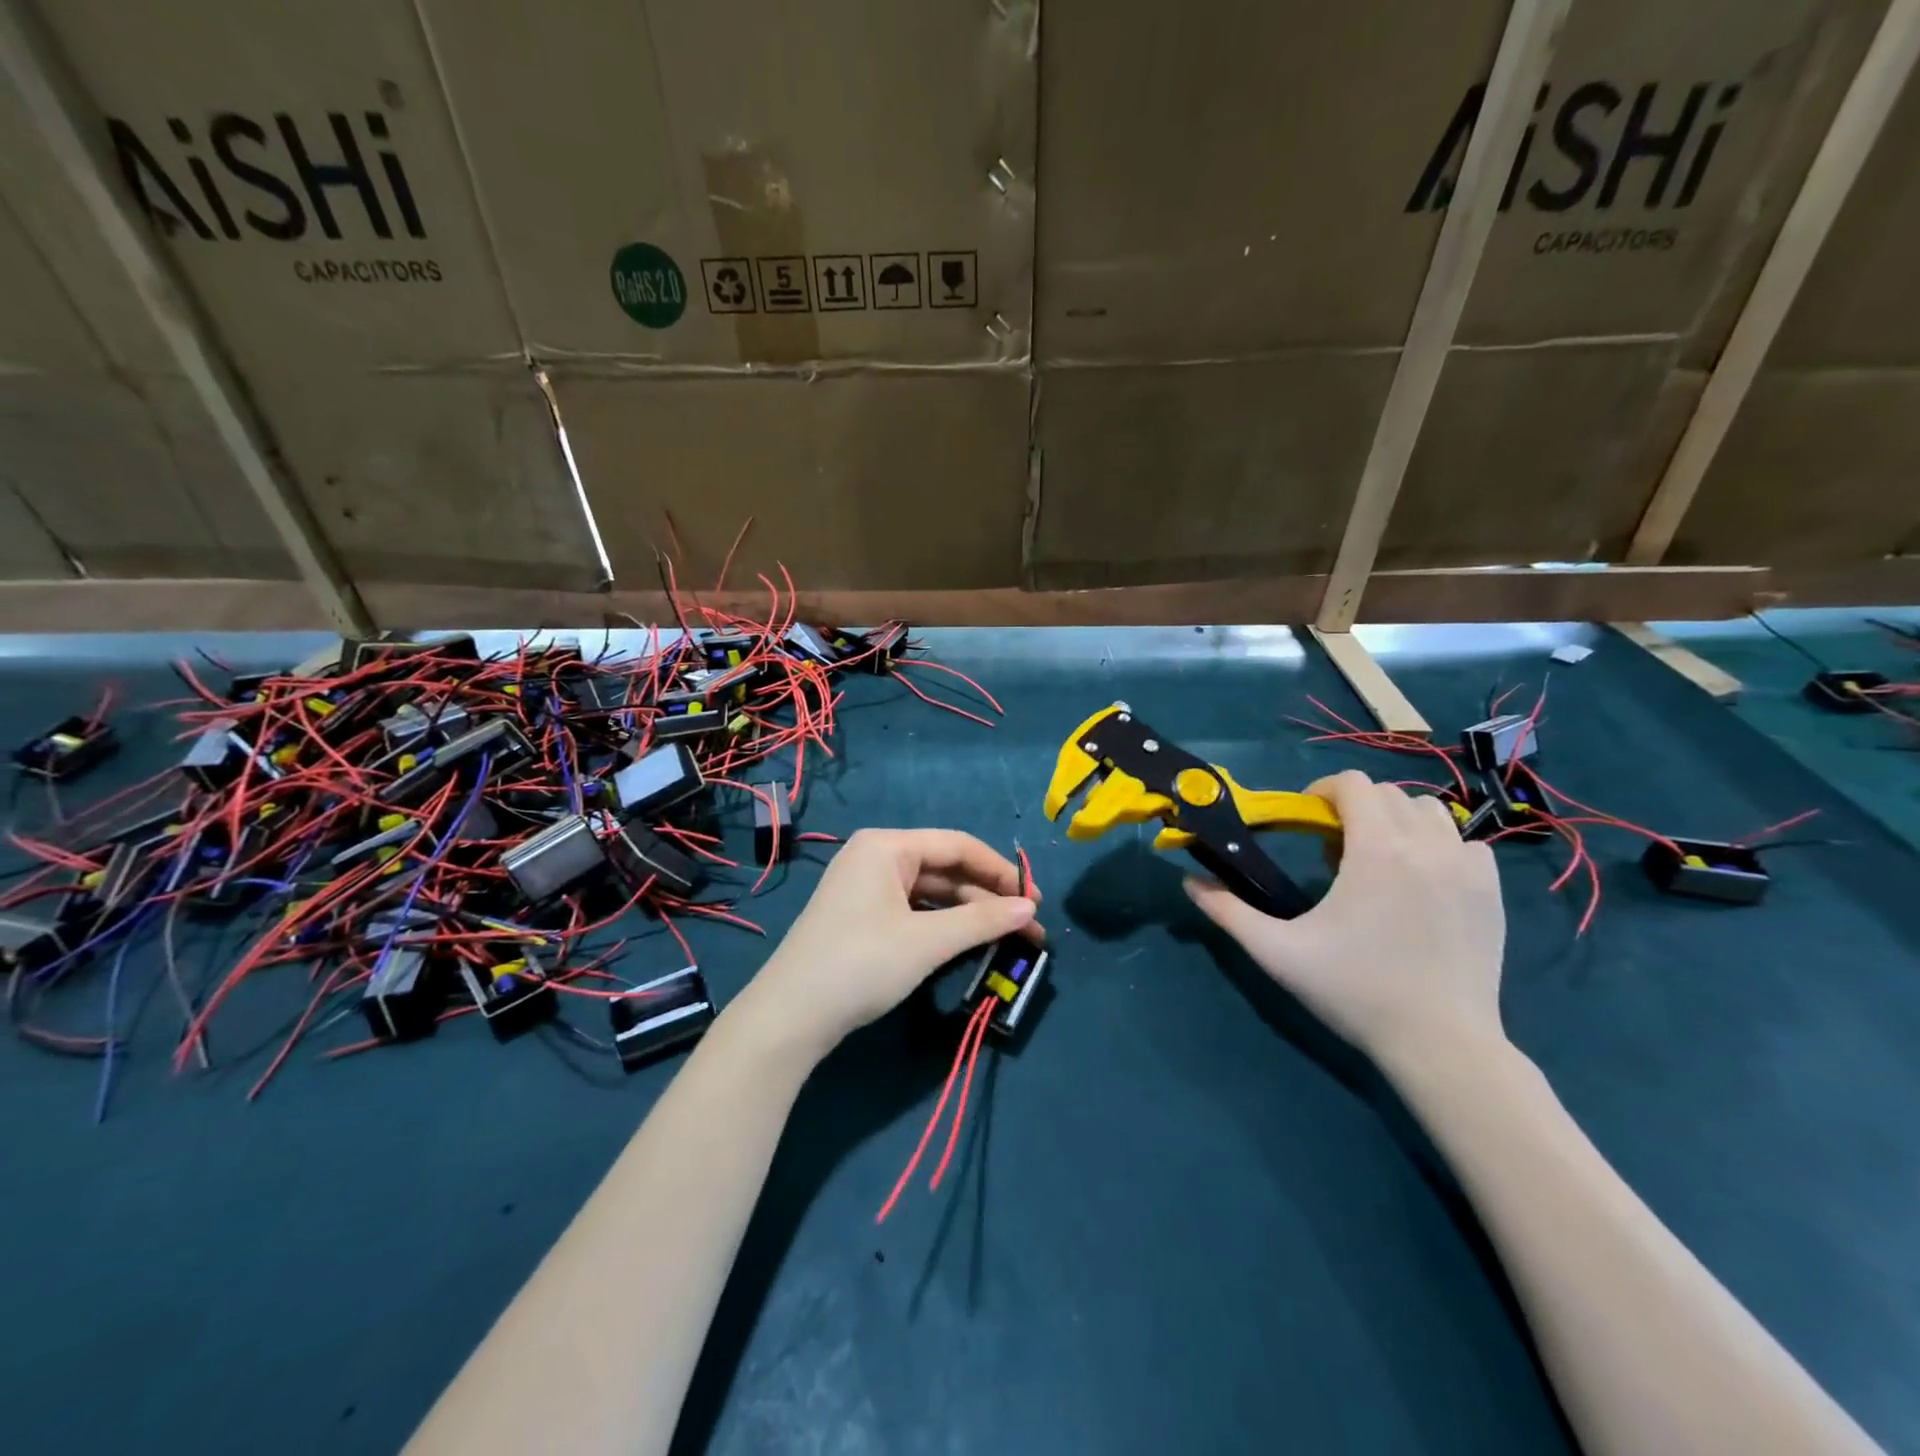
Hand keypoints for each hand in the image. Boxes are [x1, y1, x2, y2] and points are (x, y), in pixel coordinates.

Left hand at [740, 829, 1041, 1061]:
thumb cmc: (862, 964)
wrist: (790, 1016)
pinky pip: (913, 910)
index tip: (1035, 900)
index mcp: (887, 846)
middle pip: (945, 868)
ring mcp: (865, 887)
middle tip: (1028, 928)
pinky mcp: (861, 916)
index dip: (1002, 871)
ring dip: (968, 914)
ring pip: (931, 892)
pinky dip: (943, 924)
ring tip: (1006, 939)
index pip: (958, 845)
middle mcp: (875, 857)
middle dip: (988, 897)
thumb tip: (1030, 909)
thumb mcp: (927, 941)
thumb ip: (983, 920)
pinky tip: (967, 943)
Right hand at [1186, 770, 1505, 1071]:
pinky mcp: (1492, 892)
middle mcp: (1427, 845)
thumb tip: (1189, 882)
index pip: (1353, 784)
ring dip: (1397, 822)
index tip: (1307, 820)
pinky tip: (1421, 881)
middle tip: (1333, 849)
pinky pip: (1465, 844)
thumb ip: (1228, 912)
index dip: (1323, 791)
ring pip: (1430, 812)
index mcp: (1376, 850)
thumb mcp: (1277, 952)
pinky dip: (1439, 847)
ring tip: (1378, 860)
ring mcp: (1467, 868)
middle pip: (1388, 793)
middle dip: (1356, 808)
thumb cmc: (1353, 992)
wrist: (1441, 1045)